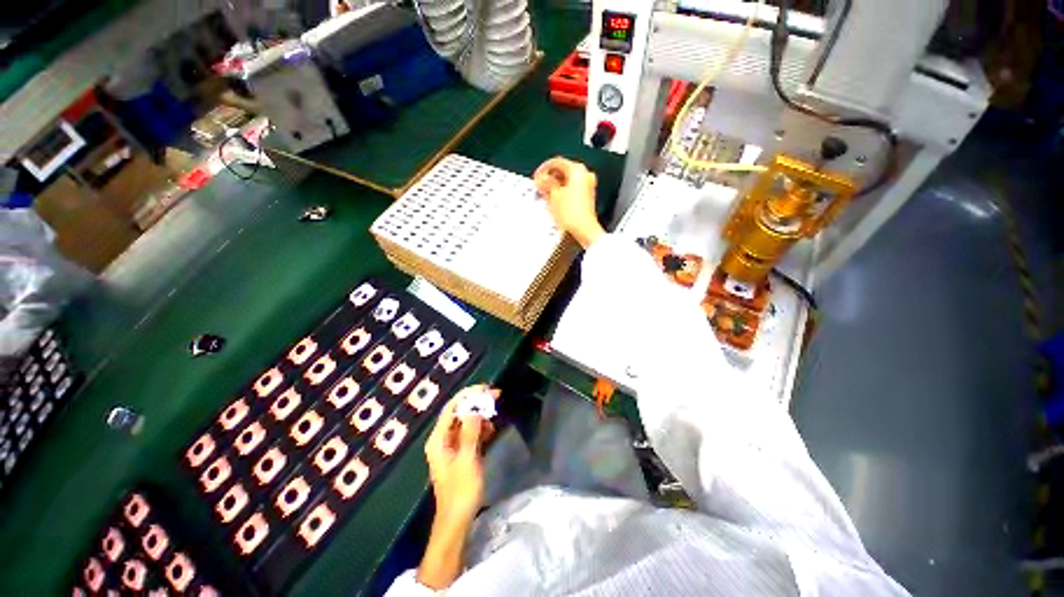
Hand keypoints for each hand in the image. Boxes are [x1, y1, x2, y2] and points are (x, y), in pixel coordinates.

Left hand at [417, 386, 497, 589]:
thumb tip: (475, 409)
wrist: (457, 520)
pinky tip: (492, 428)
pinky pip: (470, 433)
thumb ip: (471, 433)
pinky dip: (481, 428)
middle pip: (459, 412)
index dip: (468, 395)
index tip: (486, 388)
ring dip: (480, 415)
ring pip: (466, 422)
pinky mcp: (460, 453)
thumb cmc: (460, 491)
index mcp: (438, 439)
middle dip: (477, 403)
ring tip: (496, 411)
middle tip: (496, 395)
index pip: (452, 407)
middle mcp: (442, 439)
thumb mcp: (467, 460)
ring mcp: (451, 446)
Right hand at [533, 157, 605, 248]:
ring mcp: (587, 186)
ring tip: (545, 194)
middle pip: (563, 170)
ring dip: (555, 185)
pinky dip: (561, 192)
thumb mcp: (553, 195)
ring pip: (567, 180)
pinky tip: (554, 200)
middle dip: (549, 177)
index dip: (543, 168)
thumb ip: (546, 183)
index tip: (537, 175)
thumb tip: (541, 179)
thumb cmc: (573, 214)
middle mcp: (585, 175)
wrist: (583, 229)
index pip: (557, 162)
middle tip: (539, 185)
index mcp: (577, 170)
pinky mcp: (586, 197)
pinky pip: (571, 189)